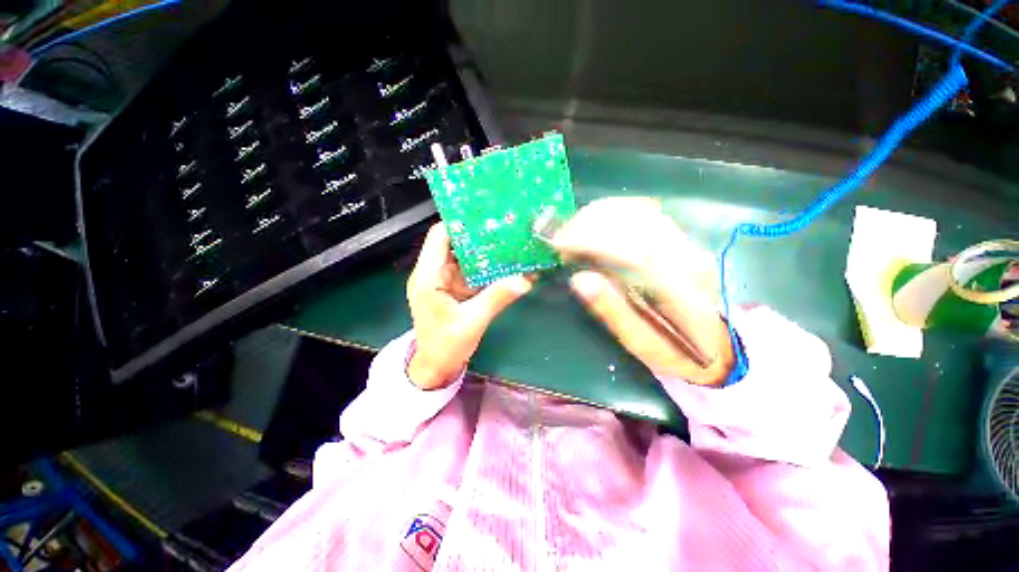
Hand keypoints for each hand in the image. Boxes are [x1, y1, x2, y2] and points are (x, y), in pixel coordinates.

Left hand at [406, 223, 533, 389]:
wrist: (436, 367)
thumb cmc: (445, 346)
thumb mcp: (473, 321)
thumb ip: (497, 298)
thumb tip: (526, 279)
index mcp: (428, 277)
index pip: (439, 237)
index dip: (460, 224)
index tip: (486, 218)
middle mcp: (434, 273)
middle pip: (454, 244)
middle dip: (478, 236)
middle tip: (505, 228)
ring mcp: (445, 281)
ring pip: (465, 257)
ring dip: (485, 252)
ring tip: (509, 242)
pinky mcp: (454, 289)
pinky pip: (471, 272)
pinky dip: (486, 268)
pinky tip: (505, 264)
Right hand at [551, 198, 733, 385]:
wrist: (718, 345)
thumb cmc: (678, 352)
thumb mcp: (642, 345)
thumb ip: (613, 312)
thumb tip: (579, 278)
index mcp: (680, 288)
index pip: (632, 249)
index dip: (590, 241)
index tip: (559, 245)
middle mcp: (687, 256)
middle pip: (634, 221)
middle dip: (588, 223)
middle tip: (559, 239)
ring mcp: (686, 242)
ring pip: (637, 211)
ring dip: (597, 216)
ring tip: (571, 231)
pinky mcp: (679, 238)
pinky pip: (642, 212)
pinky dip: (611, 213)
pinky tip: (593, 226)